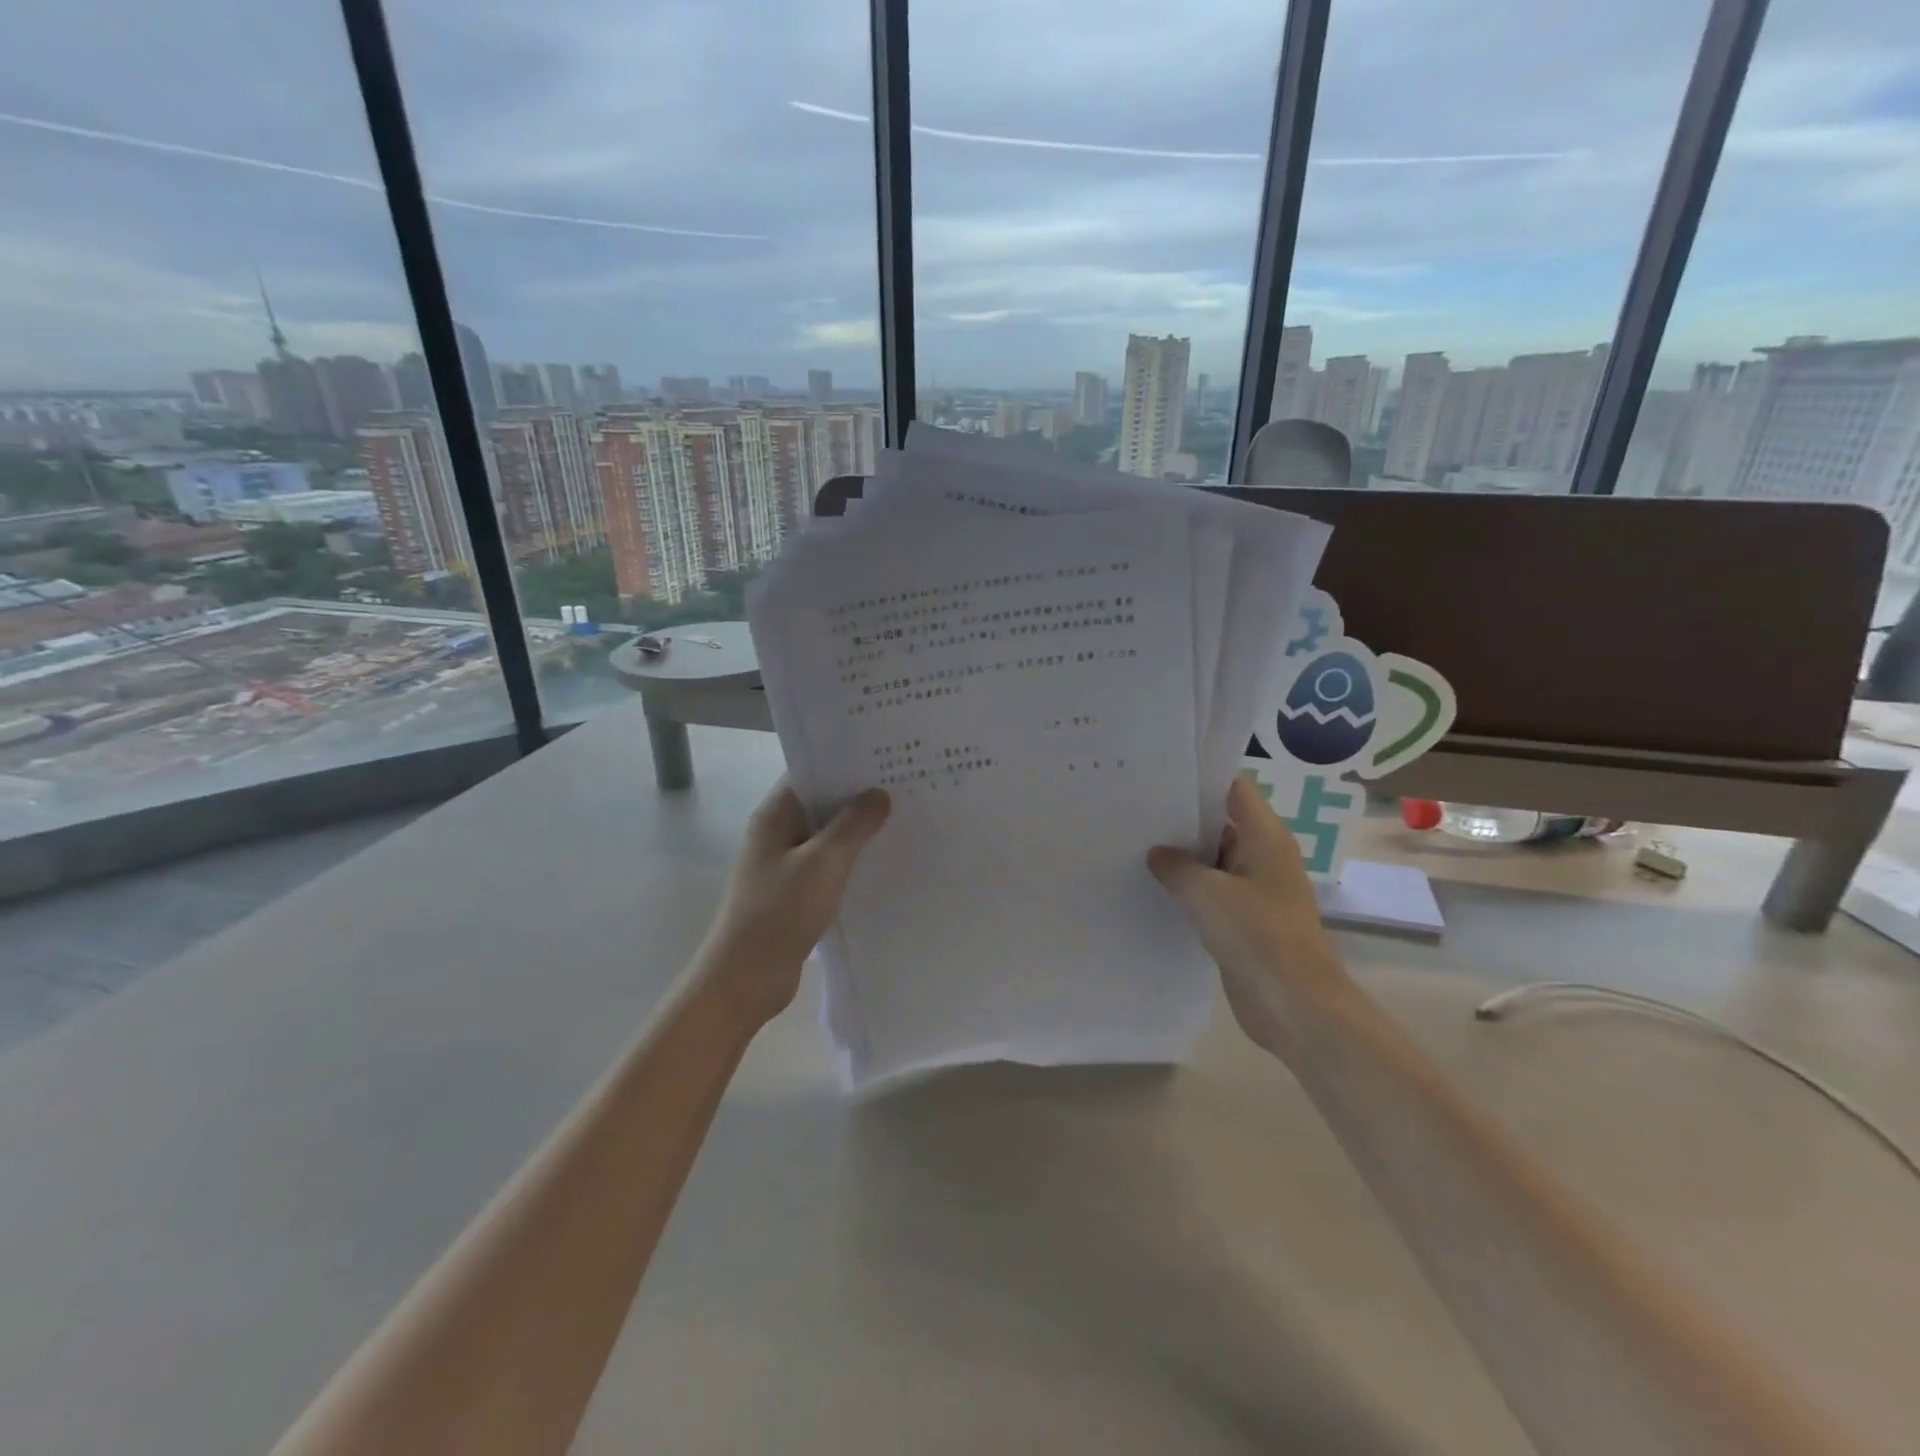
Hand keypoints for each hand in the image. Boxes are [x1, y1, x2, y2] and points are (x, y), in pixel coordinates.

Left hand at [699, 780, 890, 1024]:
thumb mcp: (824, 863)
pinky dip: (852, 860)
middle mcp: (778, 832)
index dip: (846, 762)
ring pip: (828, 835)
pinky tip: (884, 862)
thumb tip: (879, 793)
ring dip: (858, 830)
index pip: (812, 772)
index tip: (886, 757)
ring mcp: (786, 863)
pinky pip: (829, 865)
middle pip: (822, 802)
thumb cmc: (780, 912)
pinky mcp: (795, 891)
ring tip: (904, 819)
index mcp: (776, 815)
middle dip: (859, 796)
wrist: (746, 978)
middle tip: (907, 786)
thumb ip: (853, 825)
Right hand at [1148, 775, 1351, 1052]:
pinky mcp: (1244, 923)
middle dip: (1181, 819)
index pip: (1234, 789)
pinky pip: (1212, 895)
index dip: (1200, 779)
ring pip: (1213, 862)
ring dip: (1182, 858)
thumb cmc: (1257, 935)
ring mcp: (1254, 892)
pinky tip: (1152, 889)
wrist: (1294, 1005)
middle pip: (1221, 823)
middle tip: (1134, 810)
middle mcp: (1263, 858)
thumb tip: (1157, 853)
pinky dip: (1188, 890)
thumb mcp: (1206, 893)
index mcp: (1266, 838)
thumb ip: (1176, 866)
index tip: (1158, 776)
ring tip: (1133, 845)